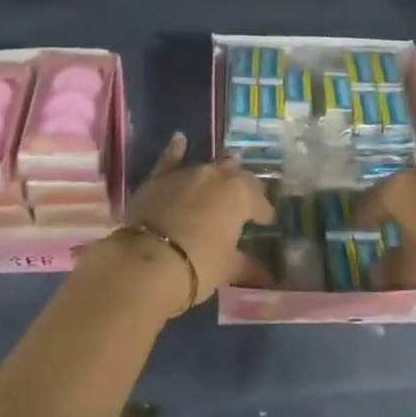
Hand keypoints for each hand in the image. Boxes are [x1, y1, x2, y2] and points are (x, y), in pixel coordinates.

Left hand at [118, 134, 272, 312]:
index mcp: (240, 194)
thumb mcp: (226, 268)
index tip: (265, 222)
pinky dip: (177, 149)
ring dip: (216, 173)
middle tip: (243, 203)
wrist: (147, 261)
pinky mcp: (160, 177)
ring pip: (208, 166)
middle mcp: (217, 175)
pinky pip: (171, 158)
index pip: (259, 201)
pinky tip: (180, 140)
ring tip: (221, 178)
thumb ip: (247, 266)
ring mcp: (187, 172)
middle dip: (242, 188)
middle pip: (236, 176)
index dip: (263, 212)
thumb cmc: (198, 265)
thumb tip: (268, 276)